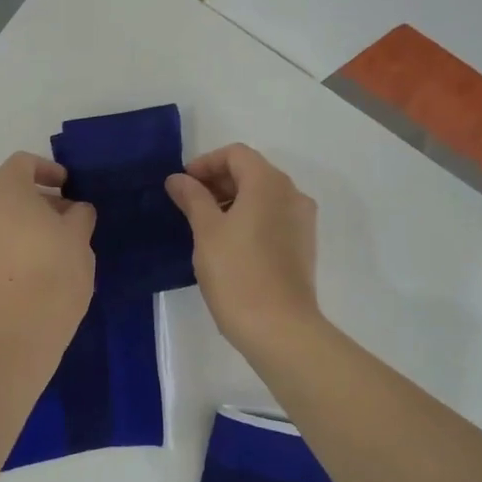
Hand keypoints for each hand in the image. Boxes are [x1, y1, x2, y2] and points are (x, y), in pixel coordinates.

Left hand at [0, 153, 96, 328]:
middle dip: (39, 202)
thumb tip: (75, 211)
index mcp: (4, 192)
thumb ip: (79, 214)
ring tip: (54, 249)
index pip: (22, 163)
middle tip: (68, 220)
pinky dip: (12, 251)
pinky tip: (35, 273)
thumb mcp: (79, 235)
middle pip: (9, 194)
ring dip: (24, 228)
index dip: (47, 169)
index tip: (68, 187)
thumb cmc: (55, 267)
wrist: (20, 326)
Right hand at [165, 143, 320, 356]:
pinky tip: (228, 243)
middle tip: (188, 204)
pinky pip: (273, 217)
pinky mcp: (303, 245)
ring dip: (233, 200)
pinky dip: (249, 218)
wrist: (280, 328)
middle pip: (252, 171)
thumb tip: (178, 179)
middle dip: (218, 181)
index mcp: (268, 183)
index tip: (182, 185)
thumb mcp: (206, 232)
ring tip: (204, 225)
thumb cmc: (237, 273)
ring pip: (263, 196)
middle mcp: (292, 194)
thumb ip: (192, 198)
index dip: (205, 163)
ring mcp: (302, 221)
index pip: (236, 154)